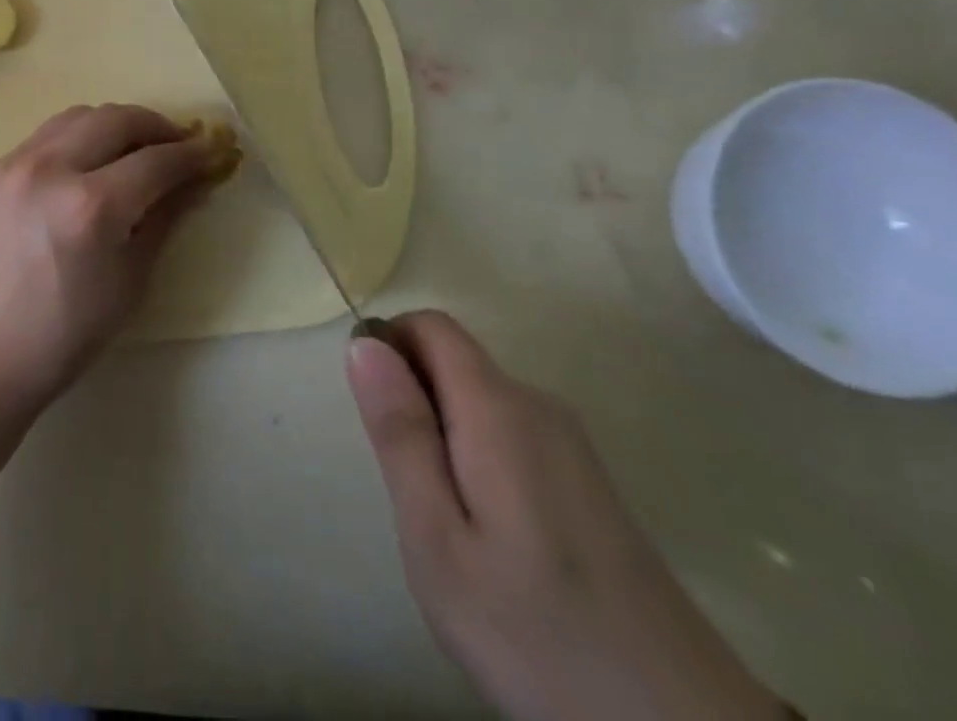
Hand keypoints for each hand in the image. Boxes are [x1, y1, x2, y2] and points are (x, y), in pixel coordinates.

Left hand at [0, 104, 221, 409]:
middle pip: (117, 120)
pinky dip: (81, 135)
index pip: (155, 161)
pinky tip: (91, 162)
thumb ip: (164, 219)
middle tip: (179, 146)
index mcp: (90, 206)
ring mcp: (17, 161)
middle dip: (157, 127)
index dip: (191, 155)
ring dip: (117, 124)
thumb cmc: (63, 334)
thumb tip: (196, 181)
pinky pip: (49, 133)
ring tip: (137, 149)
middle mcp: (51, 167)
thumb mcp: (129, 281)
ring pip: (80, 116)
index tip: (214, 151)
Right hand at [348, 312, 788, 720]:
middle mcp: (539, 406)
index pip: (431, 325)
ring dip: (445, 436)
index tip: (375, 415)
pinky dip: (480, 461)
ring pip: (480, 402)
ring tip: (450, 525)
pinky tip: (494, 541)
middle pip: (455, 361)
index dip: (390, 346)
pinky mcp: (592, 485)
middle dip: (415, 402)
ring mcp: (573, 446)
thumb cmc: (535, 631)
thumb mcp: (437, 537)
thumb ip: (400, 431)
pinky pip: (511, 436)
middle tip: (411, 490)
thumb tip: (364, 343)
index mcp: (499, 407)